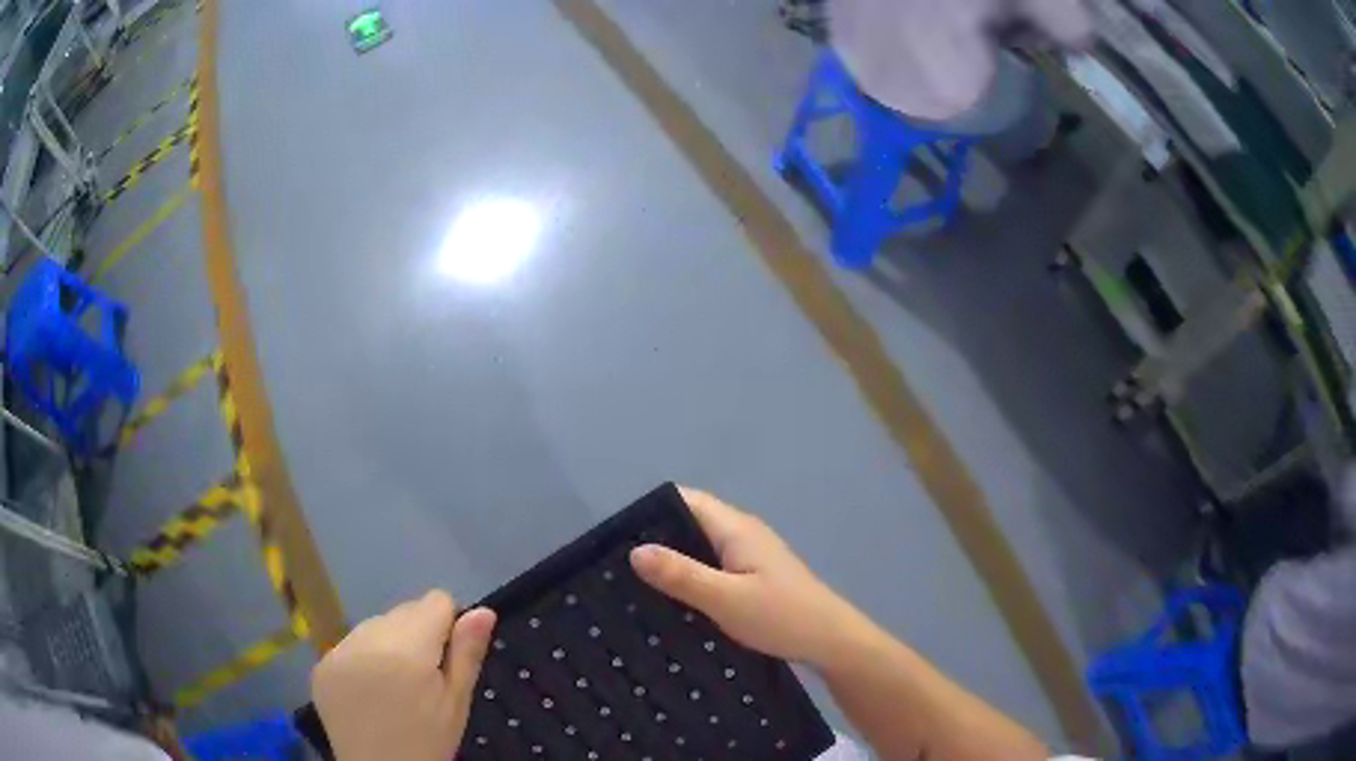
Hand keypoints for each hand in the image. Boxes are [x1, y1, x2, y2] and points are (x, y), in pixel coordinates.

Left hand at [311, 591, 496, 760]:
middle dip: (418, 636)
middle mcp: (367, 638)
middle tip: (421, 680)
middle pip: (403, 611)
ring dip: (388, 644)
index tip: (446, 661)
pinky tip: (369, 691)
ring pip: (375, 625)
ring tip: (394, 686)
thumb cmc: (429, 741)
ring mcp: (338, 650)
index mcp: (407, 648)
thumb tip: (482, 610)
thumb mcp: (457, 703)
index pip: (435, 601)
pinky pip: (350, 644)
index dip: (448, 626)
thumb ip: (467, 653)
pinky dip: (363, 659)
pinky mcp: (321, 664)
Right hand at [630, 487, 867, 669]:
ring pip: (702, 547)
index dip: (651, 511)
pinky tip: (673, 598)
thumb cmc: (781, 616)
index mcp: (735, 528)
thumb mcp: (725, 598)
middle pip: (691, 522)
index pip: (686, 501)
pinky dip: (691, 575)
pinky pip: (713, 566)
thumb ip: (681, 575)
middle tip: (617, 563)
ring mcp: (751, 556)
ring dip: (674, 559)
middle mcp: (742, 534)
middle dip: (657, 537)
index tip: (616, 533)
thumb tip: (634, 550)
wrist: (831, 641)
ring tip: (634, 581)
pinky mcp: (754, 577)